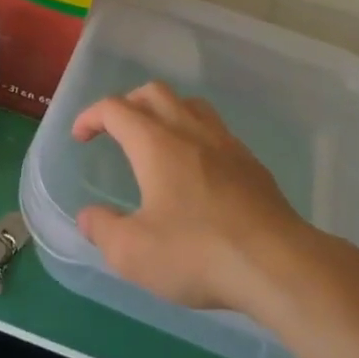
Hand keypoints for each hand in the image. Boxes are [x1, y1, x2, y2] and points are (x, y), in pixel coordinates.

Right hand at [72, 82, 308, 316]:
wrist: (278, 264)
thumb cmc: (197, 253)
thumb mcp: (133, 253)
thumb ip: (103, 230)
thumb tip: (88, 217)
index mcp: (155, 143)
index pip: (115, 108)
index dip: (91, 116)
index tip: (80, 136)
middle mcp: (189, 131)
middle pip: (154, 93)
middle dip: (127, 104)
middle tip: (115, 129)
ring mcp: (226, 144)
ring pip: (190, 104)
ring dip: (165, 111)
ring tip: (156, 139)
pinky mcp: (251, 164)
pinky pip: (216, 130)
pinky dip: (195, 134)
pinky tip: (197, 169)